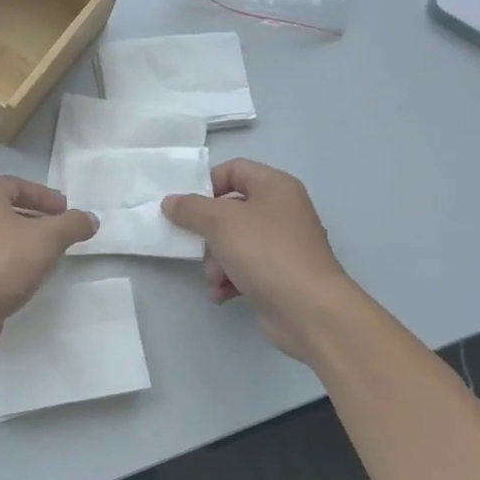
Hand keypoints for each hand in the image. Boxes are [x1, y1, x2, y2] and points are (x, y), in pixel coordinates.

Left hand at [0, 177, 97, 360]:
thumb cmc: (4, 261)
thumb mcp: (48, 238)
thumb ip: (73, 224)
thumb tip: (90, 219)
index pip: (18, 185)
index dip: (46, 196)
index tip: (67, 212)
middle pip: (7, 209)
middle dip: (37, 219)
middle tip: (61, 233)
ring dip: (23, 242)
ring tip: (48, 256)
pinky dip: (10, 261)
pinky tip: (26, 276)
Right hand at [162, 159, 355, 363]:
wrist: (309, 309)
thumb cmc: (265, 253)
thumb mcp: (220, 222)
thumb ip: (190, 209)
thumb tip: (170, 202)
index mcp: (275, 186)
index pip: (233, 170)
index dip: (206, 184)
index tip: (185, 207)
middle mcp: (282, 210)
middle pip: (230, 210)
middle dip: (208, 233)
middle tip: (198, 248)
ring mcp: (283, 244)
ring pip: (234, 242)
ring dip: (216, 261)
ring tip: (214, 279)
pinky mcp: (281, 274)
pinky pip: (246, 268)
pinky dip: (230, 279)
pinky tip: (221, 294)